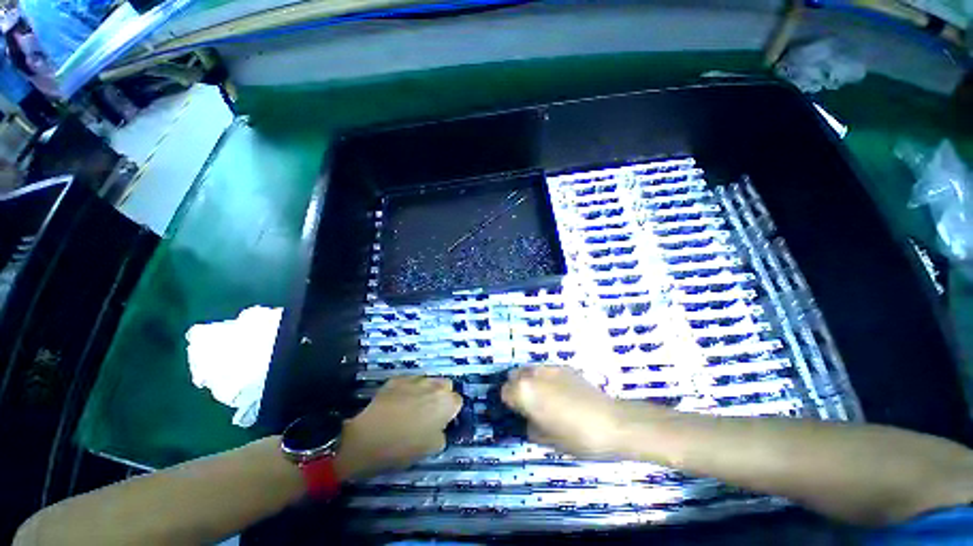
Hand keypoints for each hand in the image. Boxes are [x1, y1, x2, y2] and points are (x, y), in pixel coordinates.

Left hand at [334, 377, 461, 479]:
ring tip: (412, 406)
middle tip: (430, 412)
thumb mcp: (430, 449)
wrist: (368, 437)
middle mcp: (435, 386)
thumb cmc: (402, 447)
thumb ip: (442, 434)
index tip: (442, 421)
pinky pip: (409, 381)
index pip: (458, 401)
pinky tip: (397, 403)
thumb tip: (440, 427)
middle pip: (446, 385)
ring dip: (426, 390)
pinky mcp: (398, 378)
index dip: (451, 412)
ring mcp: (415, 379)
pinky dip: (408, 389)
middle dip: (441, 395)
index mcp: (446, 403)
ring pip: (428, 381)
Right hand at [502, 366, 626, 457]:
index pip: (504, 392)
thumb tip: (528, 420)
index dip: (509, 404)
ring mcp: (549, 368)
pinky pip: (546, 370)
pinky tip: (560, 392)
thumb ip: (529, 426)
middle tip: (528, 405)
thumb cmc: (576, 437)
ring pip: (530, 370)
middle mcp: (533, 375)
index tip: (517, 414)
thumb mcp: (546, 439)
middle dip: (516, 388)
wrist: (611, 423)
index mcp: (524, 392)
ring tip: (543, 397)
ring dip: (530, 381)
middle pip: (514, 376)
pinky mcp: (564, 367)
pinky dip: (546, 379)